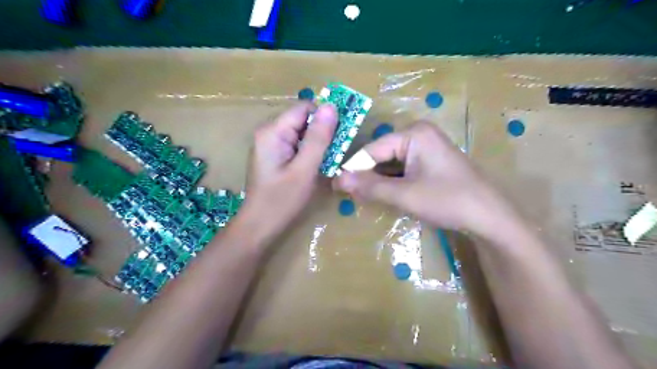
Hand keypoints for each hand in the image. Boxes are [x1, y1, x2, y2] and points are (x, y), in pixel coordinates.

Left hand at [237, 102, 334, 246]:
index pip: (305, 108)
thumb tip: (331, 106)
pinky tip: (315, 166)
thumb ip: (318, 138)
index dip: (325, 117)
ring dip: (317, 144)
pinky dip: (309, 152)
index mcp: (272, 131)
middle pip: (303, 120)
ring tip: (327, 161)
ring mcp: (270, 144)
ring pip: (301, 133)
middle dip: (322, 132)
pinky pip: (296, 144)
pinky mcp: (274, 155)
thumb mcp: (305, 169)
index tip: (341, 134)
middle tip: (336, 152)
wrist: (259, 226)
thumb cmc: (282, 200)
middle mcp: (269, 132)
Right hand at [335, 122, 506, 233]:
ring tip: (360, 197)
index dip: (353, 168)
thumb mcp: (404, 194)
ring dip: (377, 181)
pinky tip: (381, 195)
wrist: (489, 217)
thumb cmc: (448, 200)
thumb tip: (336, 179)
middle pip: (381, 155)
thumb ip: (370, 186)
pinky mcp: (429, 162)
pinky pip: (402, 169)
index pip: (372, 149)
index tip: (335, 185)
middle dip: (366, 175)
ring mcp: (425, 148)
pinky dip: (391, 182)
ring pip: (390, 163)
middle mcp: (418, 134)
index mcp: (413, 133)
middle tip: (348, 195)